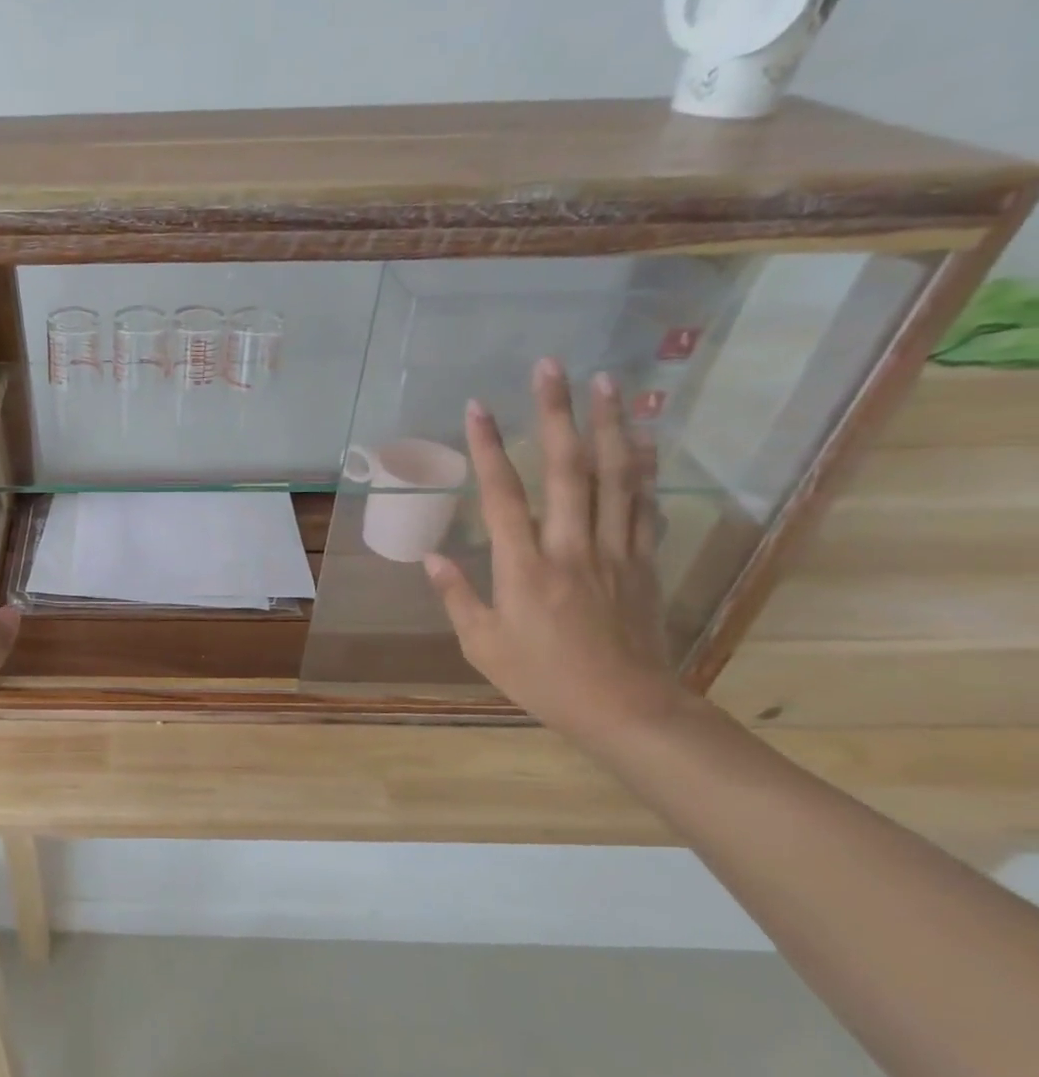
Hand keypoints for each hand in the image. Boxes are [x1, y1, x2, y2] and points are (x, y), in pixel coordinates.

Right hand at [423, 359, 685, 744]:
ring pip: (616, 476)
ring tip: (609, 382)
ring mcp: (615, 550)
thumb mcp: (483, 645)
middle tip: (552, 367)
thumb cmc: (543, 679)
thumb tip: (431, 556)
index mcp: (525, 568)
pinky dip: (644, 467)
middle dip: (557, 414)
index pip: (502, 495)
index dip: (487, 448)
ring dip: (611, 425)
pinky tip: (644, 438)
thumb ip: (457, 596)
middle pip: (567, 469)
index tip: (476, 407)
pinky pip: (644, 505)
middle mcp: (572, 547)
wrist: (628, 708)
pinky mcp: (644, 561)